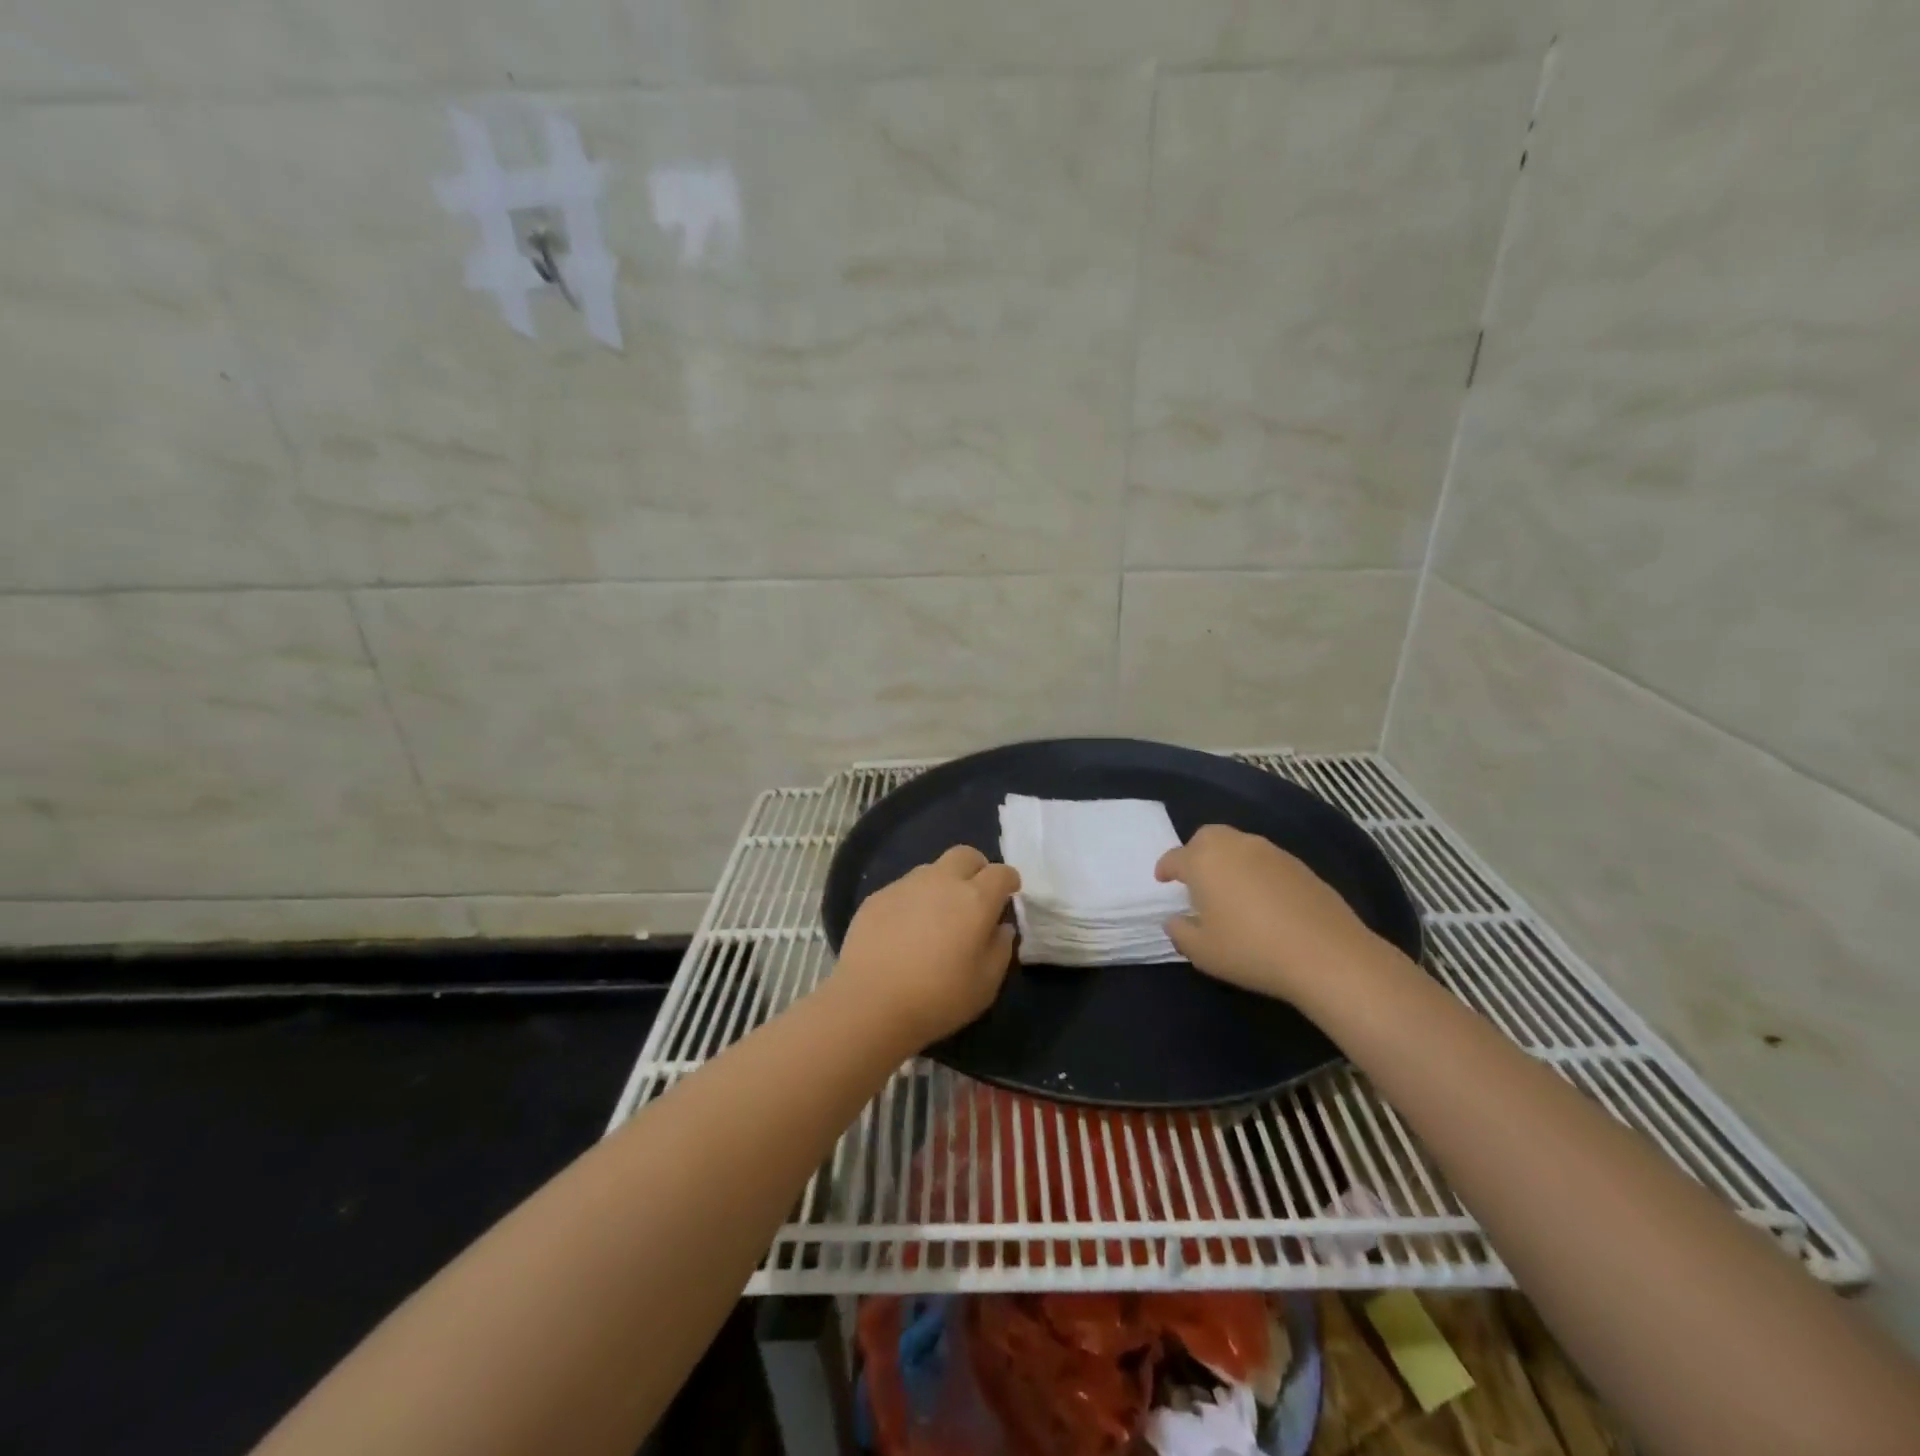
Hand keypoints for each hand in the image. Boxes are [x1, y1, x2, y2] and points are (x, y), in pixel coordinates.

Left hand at [836, 845, 1020, 1045]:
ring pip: (932, 869)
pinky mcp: (877, 897)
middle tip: (975, 896)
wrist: (870, 1003)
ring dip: (942, 884)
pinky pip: (903, 888)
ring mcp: (905, 885)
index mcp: (975, 899)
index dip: (1009, 881)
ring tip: (937, 916)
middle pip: (965, 855)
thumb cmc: (938, 998)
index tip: (1009, 895)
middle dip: (977, 868)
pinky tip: (904, 930)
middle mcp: (941, 881)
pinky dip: (913, 900)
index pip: (1001, 873)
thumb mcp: (986, 985)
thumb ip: (1000, 949)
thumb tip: (1001, 928)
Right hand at [1155, 825, 1383, 1005]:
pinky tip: (1262, 899)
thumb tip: (1175, 919)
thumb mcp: (1202, 951)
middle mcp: (1235, 846)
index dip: (1165, 868)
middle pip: (1207, 837)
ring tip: (1229, 889)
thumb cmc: (1251, 950)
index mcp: (1203, 861)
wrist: (1327, 954)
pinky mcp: (1299, 865)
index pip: (1175, 857)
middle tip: (1195, 879)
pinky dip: (1255, 871)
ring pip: (1238, 845)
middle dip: (1196, 852)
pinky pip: (1265, 860)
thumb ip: (1180, 931)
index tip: (1162, 880)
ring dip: (1227, 860)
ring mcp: (1270, 852)